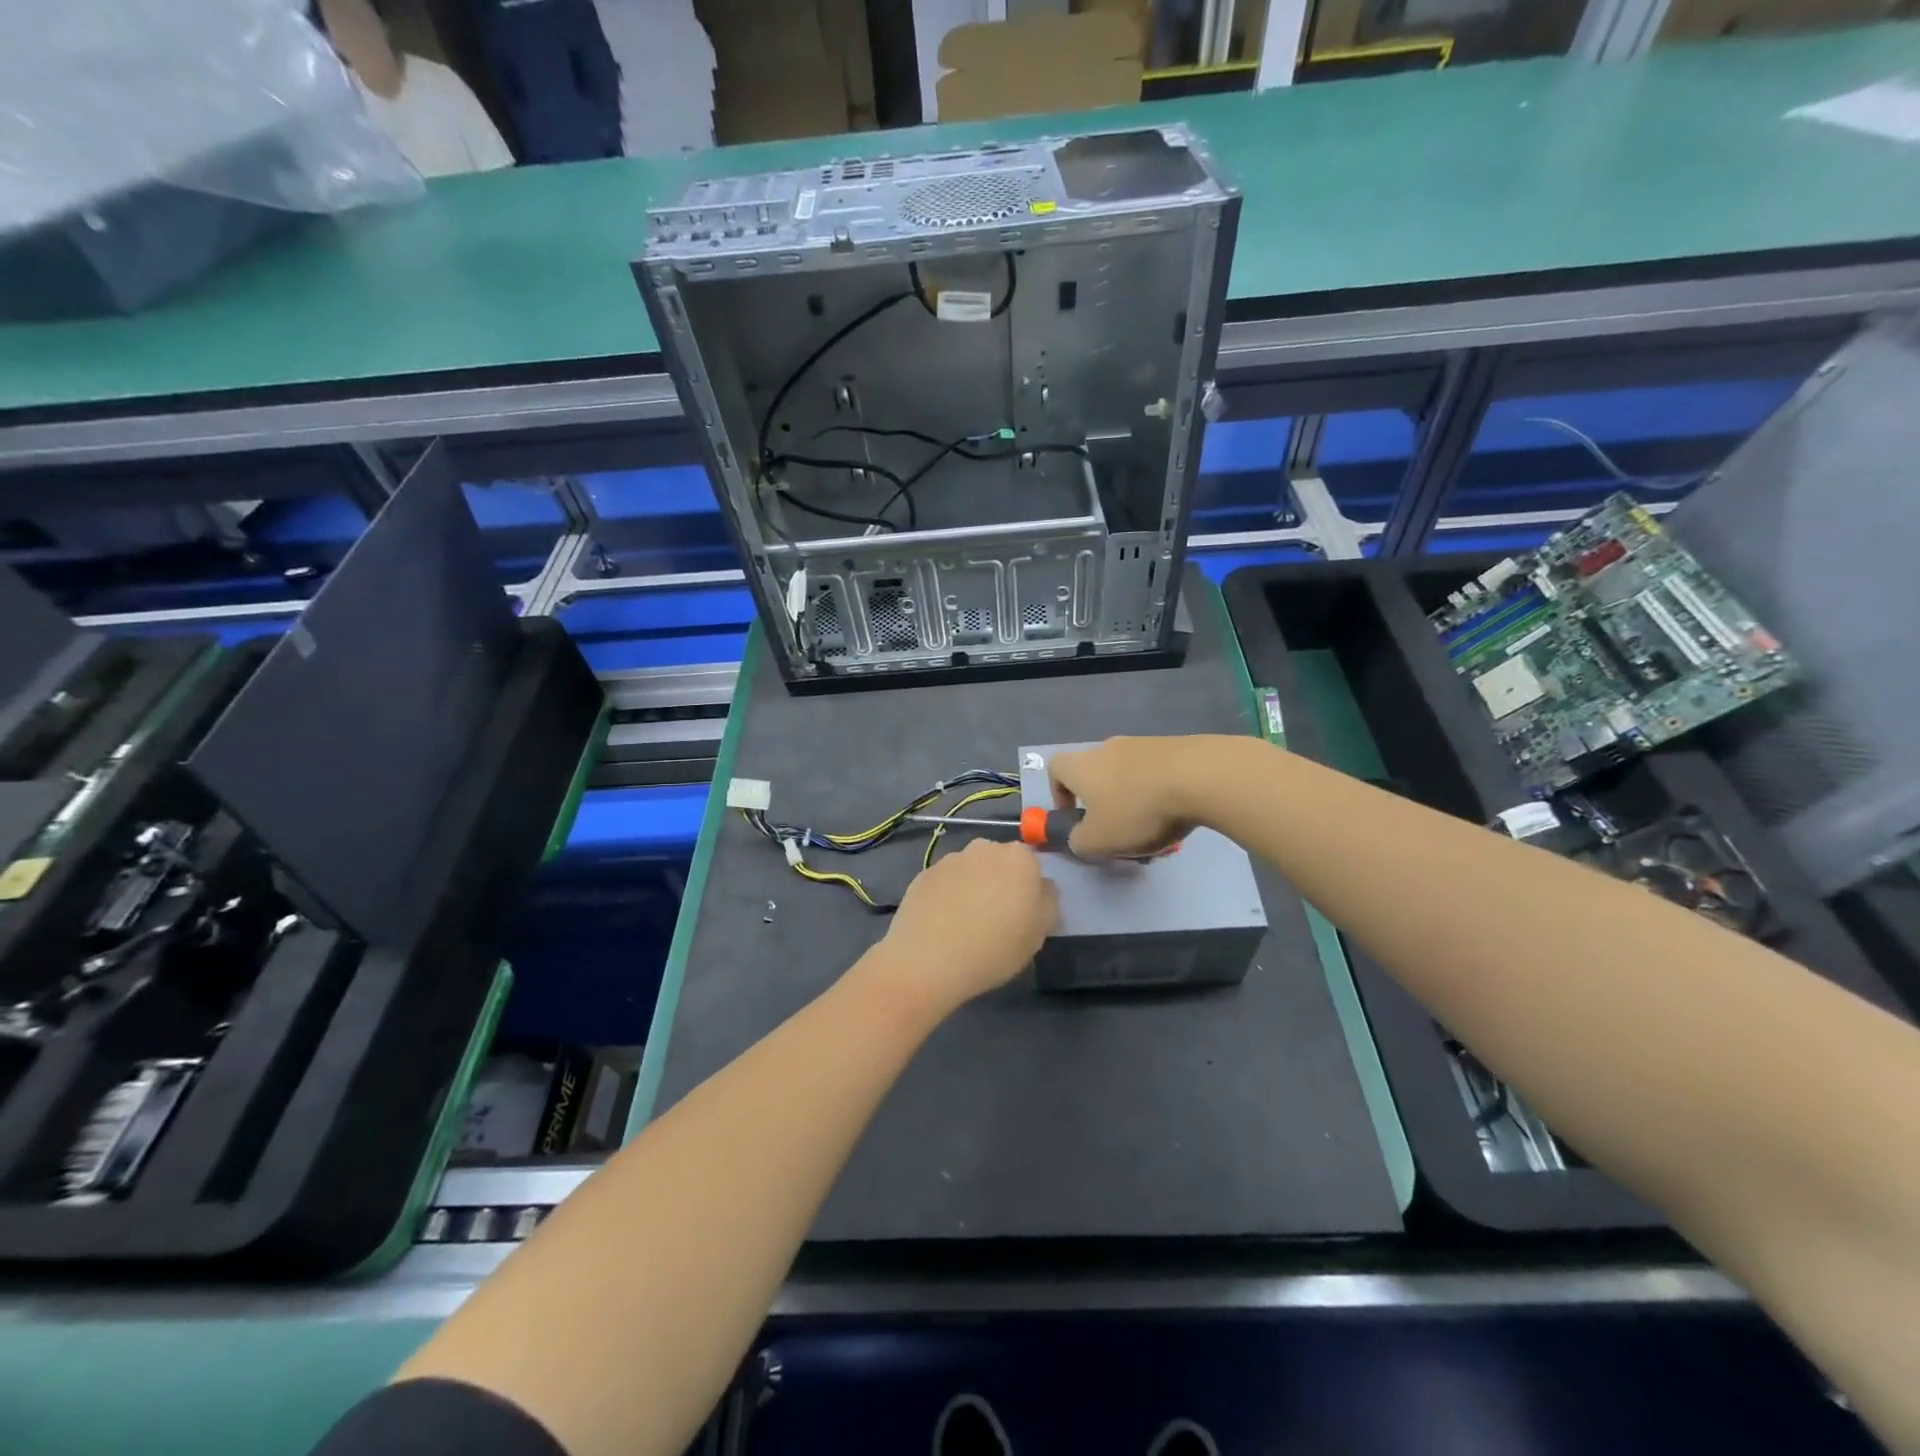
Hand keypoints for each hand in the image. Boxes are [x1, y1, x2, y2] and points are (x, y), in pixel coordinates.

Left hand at [880, 839, 1056, 1012]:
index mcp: (1018, 857)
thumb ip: (1047, 901)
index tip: (1022, 913)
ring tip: (965, 924)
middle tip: (996, 917)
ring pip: (970, 871)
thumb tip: (1041, 887)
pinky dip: (946, 896)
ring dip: (972, 888)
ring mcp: (949, 859)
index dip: (1028, 888)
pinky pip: (944, 883)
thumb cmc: (995, 947)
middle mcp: (983, 848)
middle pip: (999, 862)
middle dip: (999, 882)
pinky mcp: (923, 874)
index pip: (1031, 864)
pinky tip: (942, 924)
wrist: (929, 960)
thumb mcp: (1040, 933)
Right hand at [1048, 736, 1214, 857]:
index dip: (1059, 793)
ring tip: (1155, 829)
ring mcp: (1142, 744)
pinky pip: (1157, 772)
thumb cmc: (1137, 810)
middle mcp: (1107, 748)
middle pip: (1095, 773)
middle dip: (1103, 803)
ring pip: (1128, 775)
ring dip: (1134, 800)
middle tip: (1118, 831)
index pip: (1055, 769)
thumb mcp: (1099, 841)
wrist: (1200, 776)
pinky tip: (1178, 814)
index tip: (1075, 816)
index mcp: (1081, 766)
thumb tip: (1079, 837)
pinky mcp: (1174, 746)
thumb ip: (1080, 842)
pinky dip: (1160, 792)